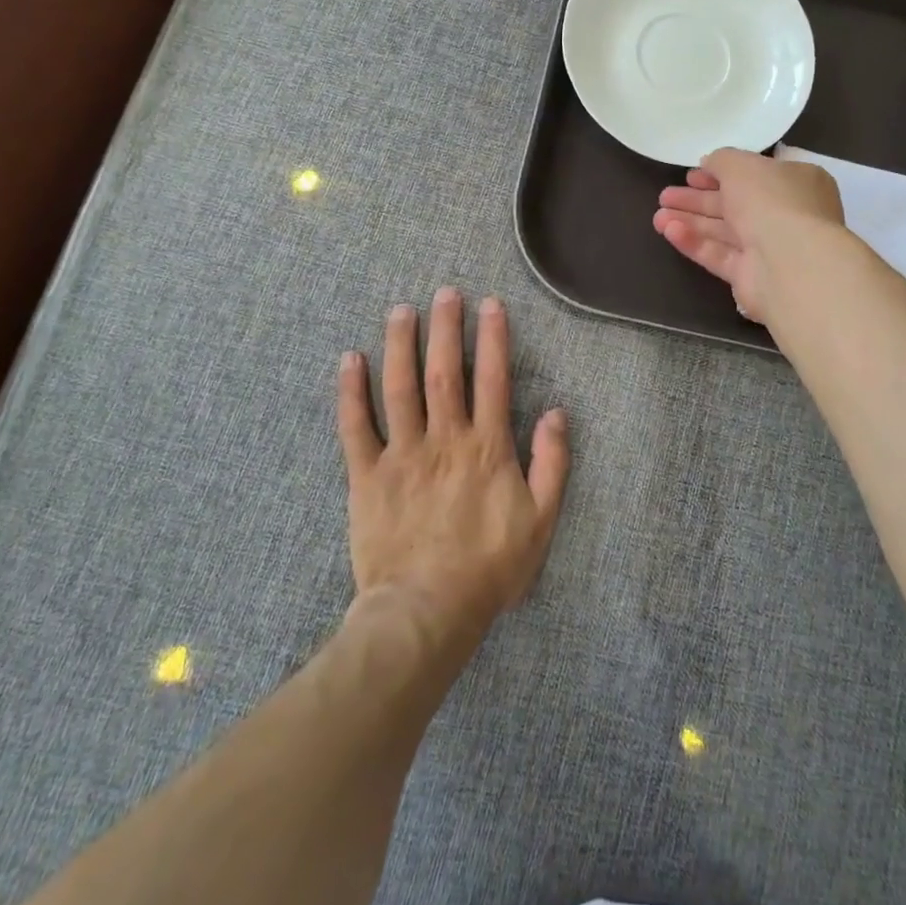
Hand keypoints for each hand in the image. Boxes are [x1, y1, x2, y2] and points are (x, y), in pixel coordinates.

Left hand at [337, 288, 569, 637]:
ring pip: (399, 388)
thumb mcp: (541, 521)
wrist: (426, 611)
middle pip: (444, 372)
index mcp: (486, 448)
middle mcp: (444, 439)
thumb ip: (552, 463)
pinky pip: (356, 427)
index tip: (490, 305)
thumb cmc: (489, 568)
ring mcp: (402, 455)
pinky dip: (351, 392)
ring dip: (400, 345)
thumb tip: (556, 412)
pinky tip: (349, 360)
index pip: (492, 379)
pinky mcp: (367, 476)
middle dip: (445, 328)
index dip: (492, 338)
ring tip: (401, 311)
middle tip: (444, 292)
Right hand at [652, 148, 844, 321]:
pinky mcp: (751, 276)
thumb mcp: (742, 165)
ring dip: (690, 221)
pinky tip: (669, 231)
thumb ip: (722, 160)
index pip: (754, 175)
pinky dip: (695, 242)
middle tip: (665, 196)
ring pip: (723, 231)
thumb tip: (710, 163)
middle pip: (734, 205)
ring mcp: (769, 248)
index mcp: (795, 183)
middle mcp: (785, 215)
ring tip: (657, 216)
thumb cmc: (772, 201)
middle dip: (697, 199)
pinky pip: (719, 255)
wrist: (790, 262)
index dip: (720, 173)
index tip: (690, 174)